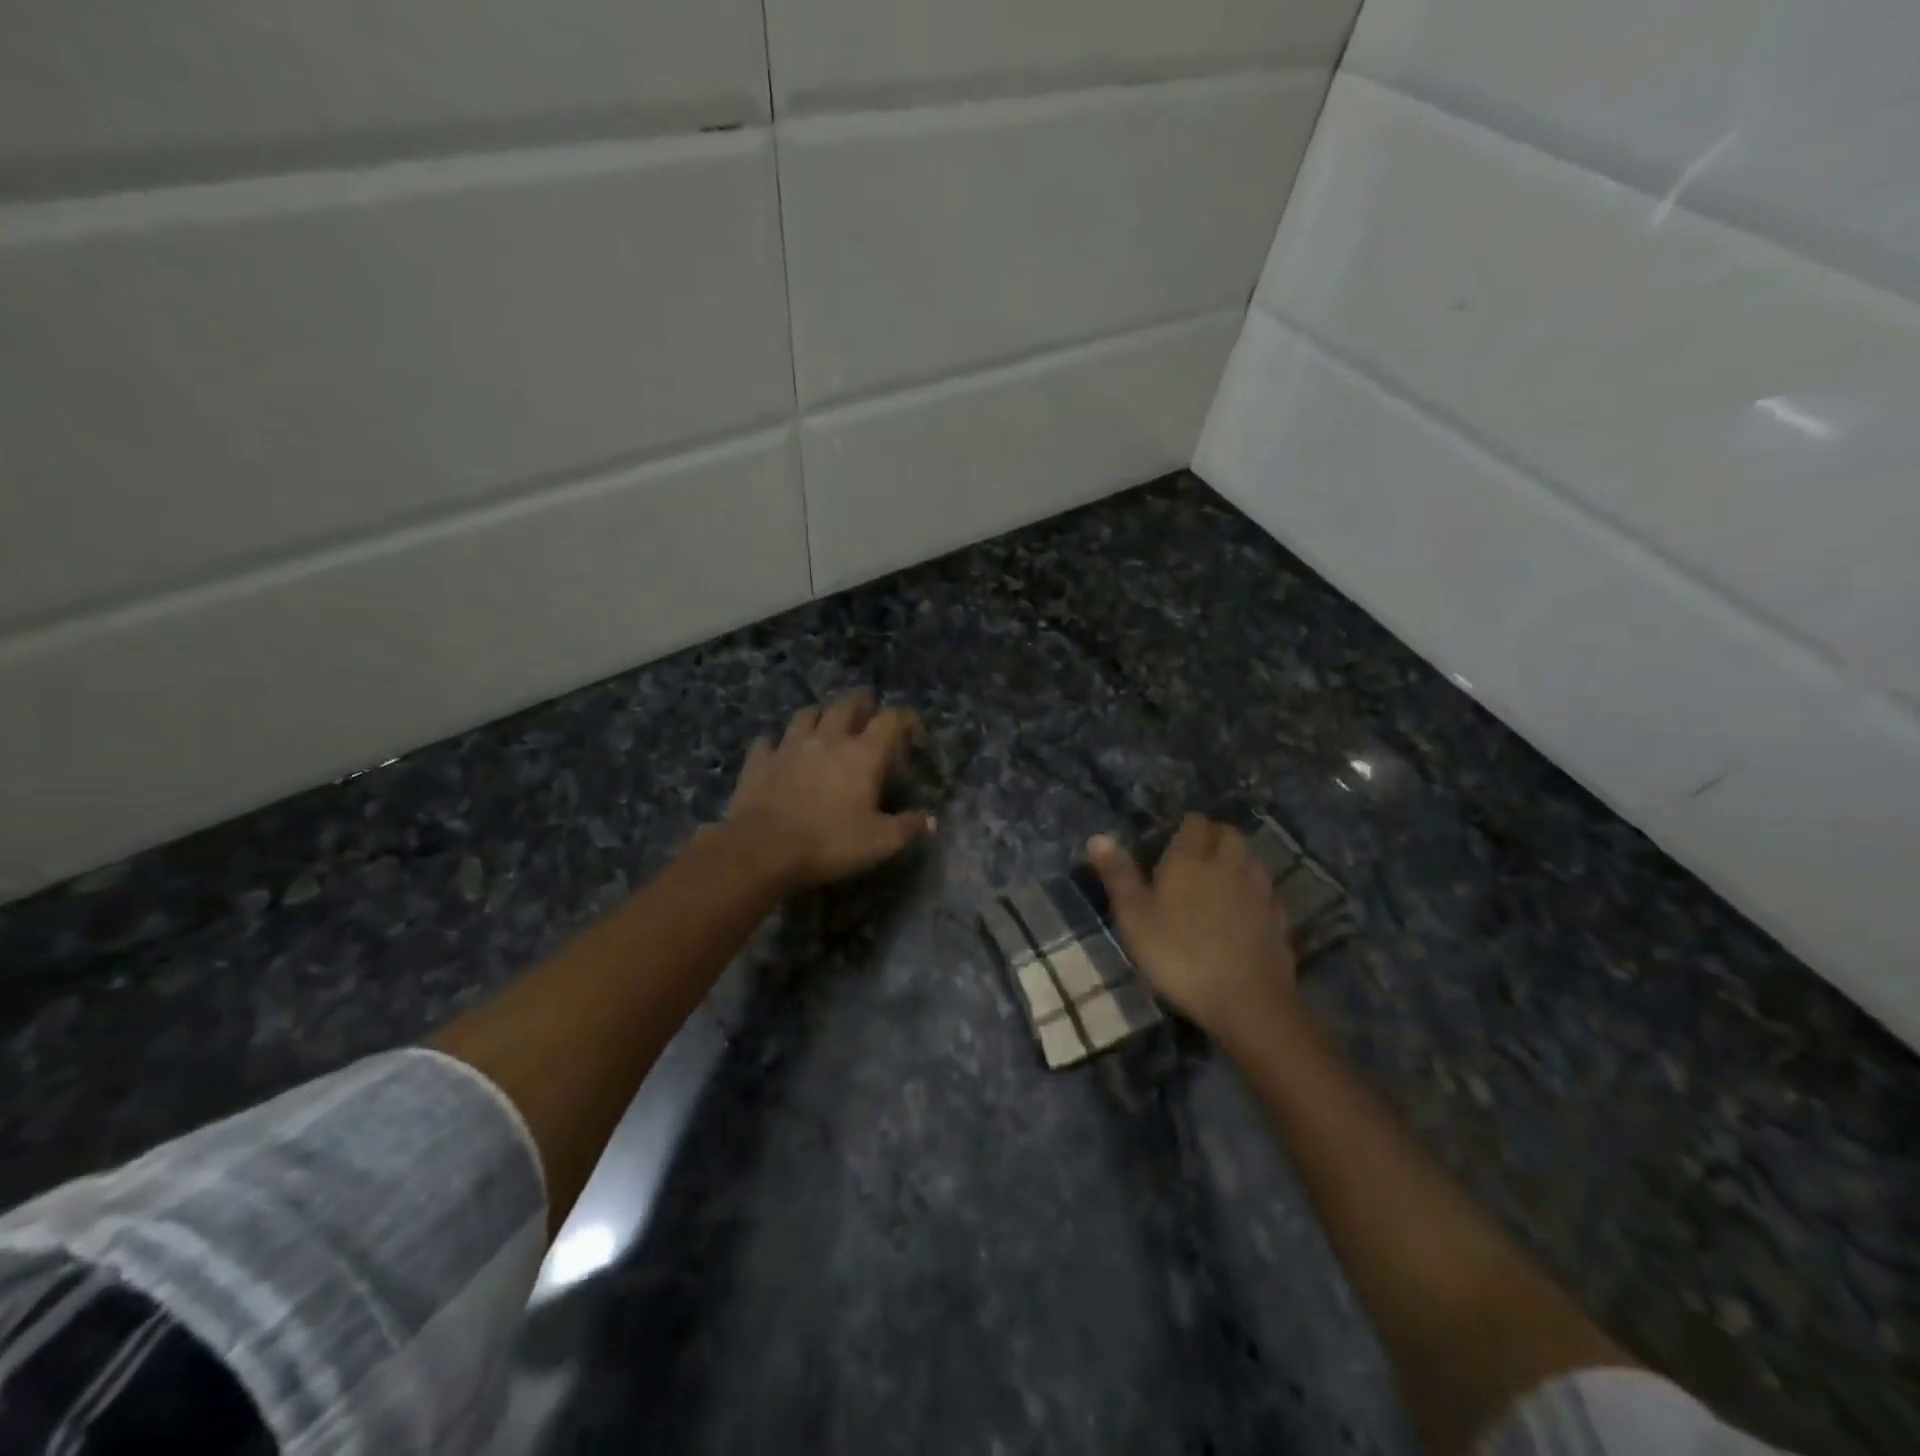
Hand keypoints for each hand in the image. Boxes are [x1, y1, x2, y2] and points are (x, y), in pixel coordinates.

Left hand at [724, 690, 932, 890]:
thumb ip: (908, 827)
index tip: (913, 729)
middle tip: (868, 710)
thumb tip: (930, 820)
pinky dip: (778, 742)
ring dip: (820, 715)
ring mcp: (789, 746)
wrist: (763, 850)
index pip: (891, 720)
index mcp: (863, 754)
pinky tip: (779, 751)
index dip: (905, 718)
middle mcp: (828, 739)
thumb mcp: (880, 842)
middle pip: (847, 705)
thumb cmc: (830, 843)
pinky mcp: (759, 761)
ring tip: (825, 724)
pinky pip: (768, 741)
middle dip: (861, 703)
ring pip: (807, 715)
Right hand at [1088, 814, 1295, 1037]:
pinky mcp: (1279, 917)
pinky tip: (1243, 912)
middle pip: (1228, 834)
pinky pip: (1265, 891)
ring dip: (1236, 860)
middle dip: (1214, 837)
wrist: (1246, 1001)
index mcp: (1191, 859)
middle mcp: (1229, 864)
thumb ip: (1118, 875)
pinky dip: (1253, 892)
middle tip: (1195, 857)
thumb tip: (1098, 837)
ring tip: (1218, 880)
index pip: (1194, 823)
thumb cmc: (1178, 955)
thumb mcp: (1134, 918)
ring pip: (1250, 858)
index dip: (1185, 827)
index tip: (1171, 841)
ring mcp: (1259, 890)